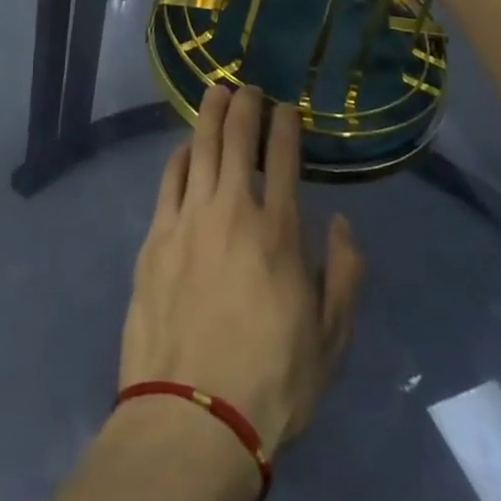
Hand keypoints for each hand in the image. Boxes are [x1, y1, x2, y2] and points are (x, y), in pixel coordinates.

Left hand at [119, 85, 364, 458]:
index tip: (286, 107)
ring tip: (215, 92)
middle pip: (236, 139)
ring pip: (200, 147)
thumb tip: (342, 224)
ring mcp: (188, 219)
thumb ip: (345, 275)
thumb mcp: (332, 340)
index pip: (284, 158)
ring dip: (209, 115)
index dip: (285, 125)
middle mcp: (232, 209)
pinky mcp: (156, 236)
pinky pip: (169, 179)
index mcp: (278, 231)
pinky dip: (180, 155)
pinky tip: (186, 147)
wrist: (193, 416)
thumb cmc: (272, 382)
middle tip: (247, 85)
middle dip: (244, 104)